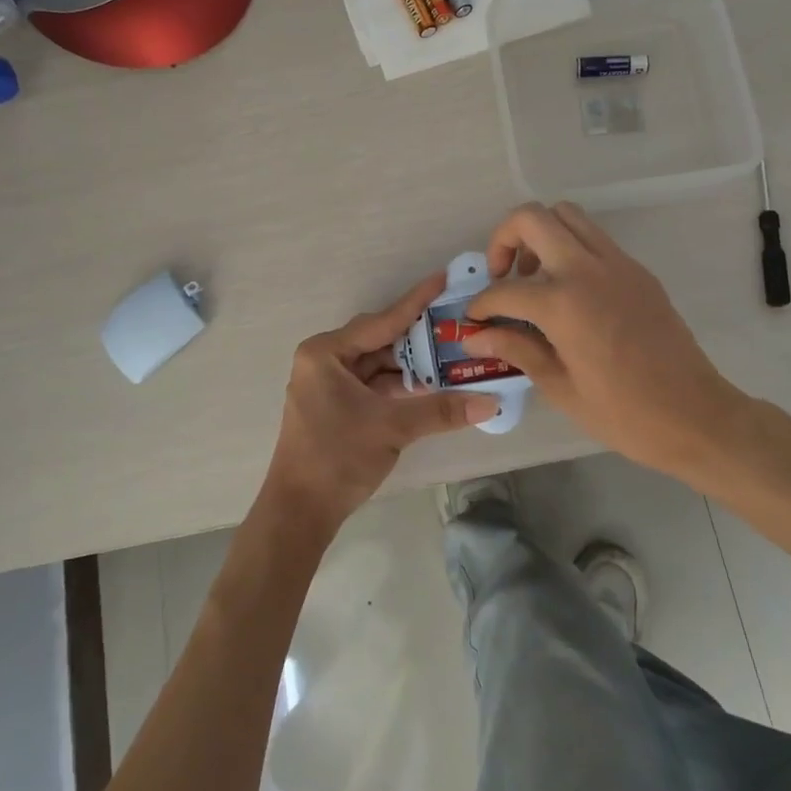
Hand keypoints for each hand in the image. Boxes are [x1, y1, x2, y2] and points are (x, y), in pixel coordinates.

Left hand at [262, 273, 499, 536]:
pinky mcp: (335, 405)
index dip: (416, 302)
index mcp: (326, 352)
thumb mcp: (392, 427)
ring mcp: (328, 383)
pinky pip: (373, 384)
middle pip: (380, 340)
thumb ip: (441, 410)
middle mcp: (324, 360)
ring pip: (378, 364)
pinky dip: (399, 386)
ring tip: (452, 355)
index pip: (382, 321)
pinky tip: (430, 386)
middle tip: (456, 324)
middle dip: (418, 337)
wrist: (299, 512)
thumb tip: (491, 402)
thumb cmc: (338, 457)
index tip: (443, 279)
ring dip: (411, 365)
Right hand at [467, 202, 746, 477]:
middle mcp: (588, 269)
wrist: (696, 415)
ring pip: (567, 215)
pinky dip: (570, 247)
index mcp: (564, 304)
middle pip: (533, 218)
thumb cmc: (623, 413)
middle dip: (505, 238)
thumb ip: (516, 349)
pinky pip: (594, 238)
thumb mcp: (560, 387)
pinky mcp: (637, 270)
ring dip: (540, 234)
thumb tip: (476, 334)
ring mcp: (618, 264)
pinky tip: (568, 290)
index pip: (505, 290)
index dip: (481, 304)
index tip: (474, 319)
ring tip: (534, 275)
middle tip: (502, 274)